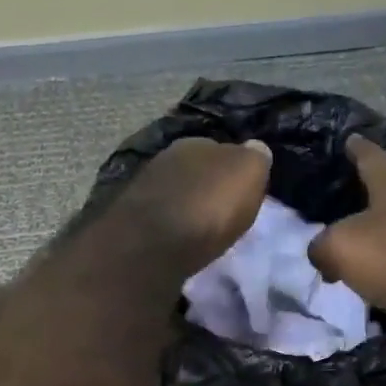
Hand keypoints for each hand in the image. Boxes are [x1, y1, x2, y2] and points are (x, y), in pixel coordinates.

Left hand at [113, 137, 271, 271]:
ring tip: (200, 228)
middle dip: (207, 186)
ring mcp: (144, 187)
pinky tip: (178, 239)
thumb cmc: (208, 207)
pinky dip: (170, 225)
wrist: (152, 244)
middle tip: (222, 209)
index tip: (242, 190)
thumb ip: (255, 158)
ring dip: (187, 206)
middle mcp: (166, 157)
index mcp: (197, 141)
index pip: (222, 149)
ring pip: (175, 192)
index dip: (234, 169)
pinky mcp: (130, 219)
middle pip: (196, 170)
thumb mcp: (247, 175)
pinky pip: (160, 217)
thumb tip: (255, 147)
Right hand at [308, 137, 385, 337]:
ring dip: (381, 234)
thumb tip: (320, 253)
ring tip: (356, 247)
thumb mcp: (342, 247)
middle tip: (340, 204)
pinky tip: (380, 276)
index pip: (370, 155)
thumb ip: (322, 246)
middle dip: (366, 196)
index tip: (348, 139)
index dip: (356, 148)